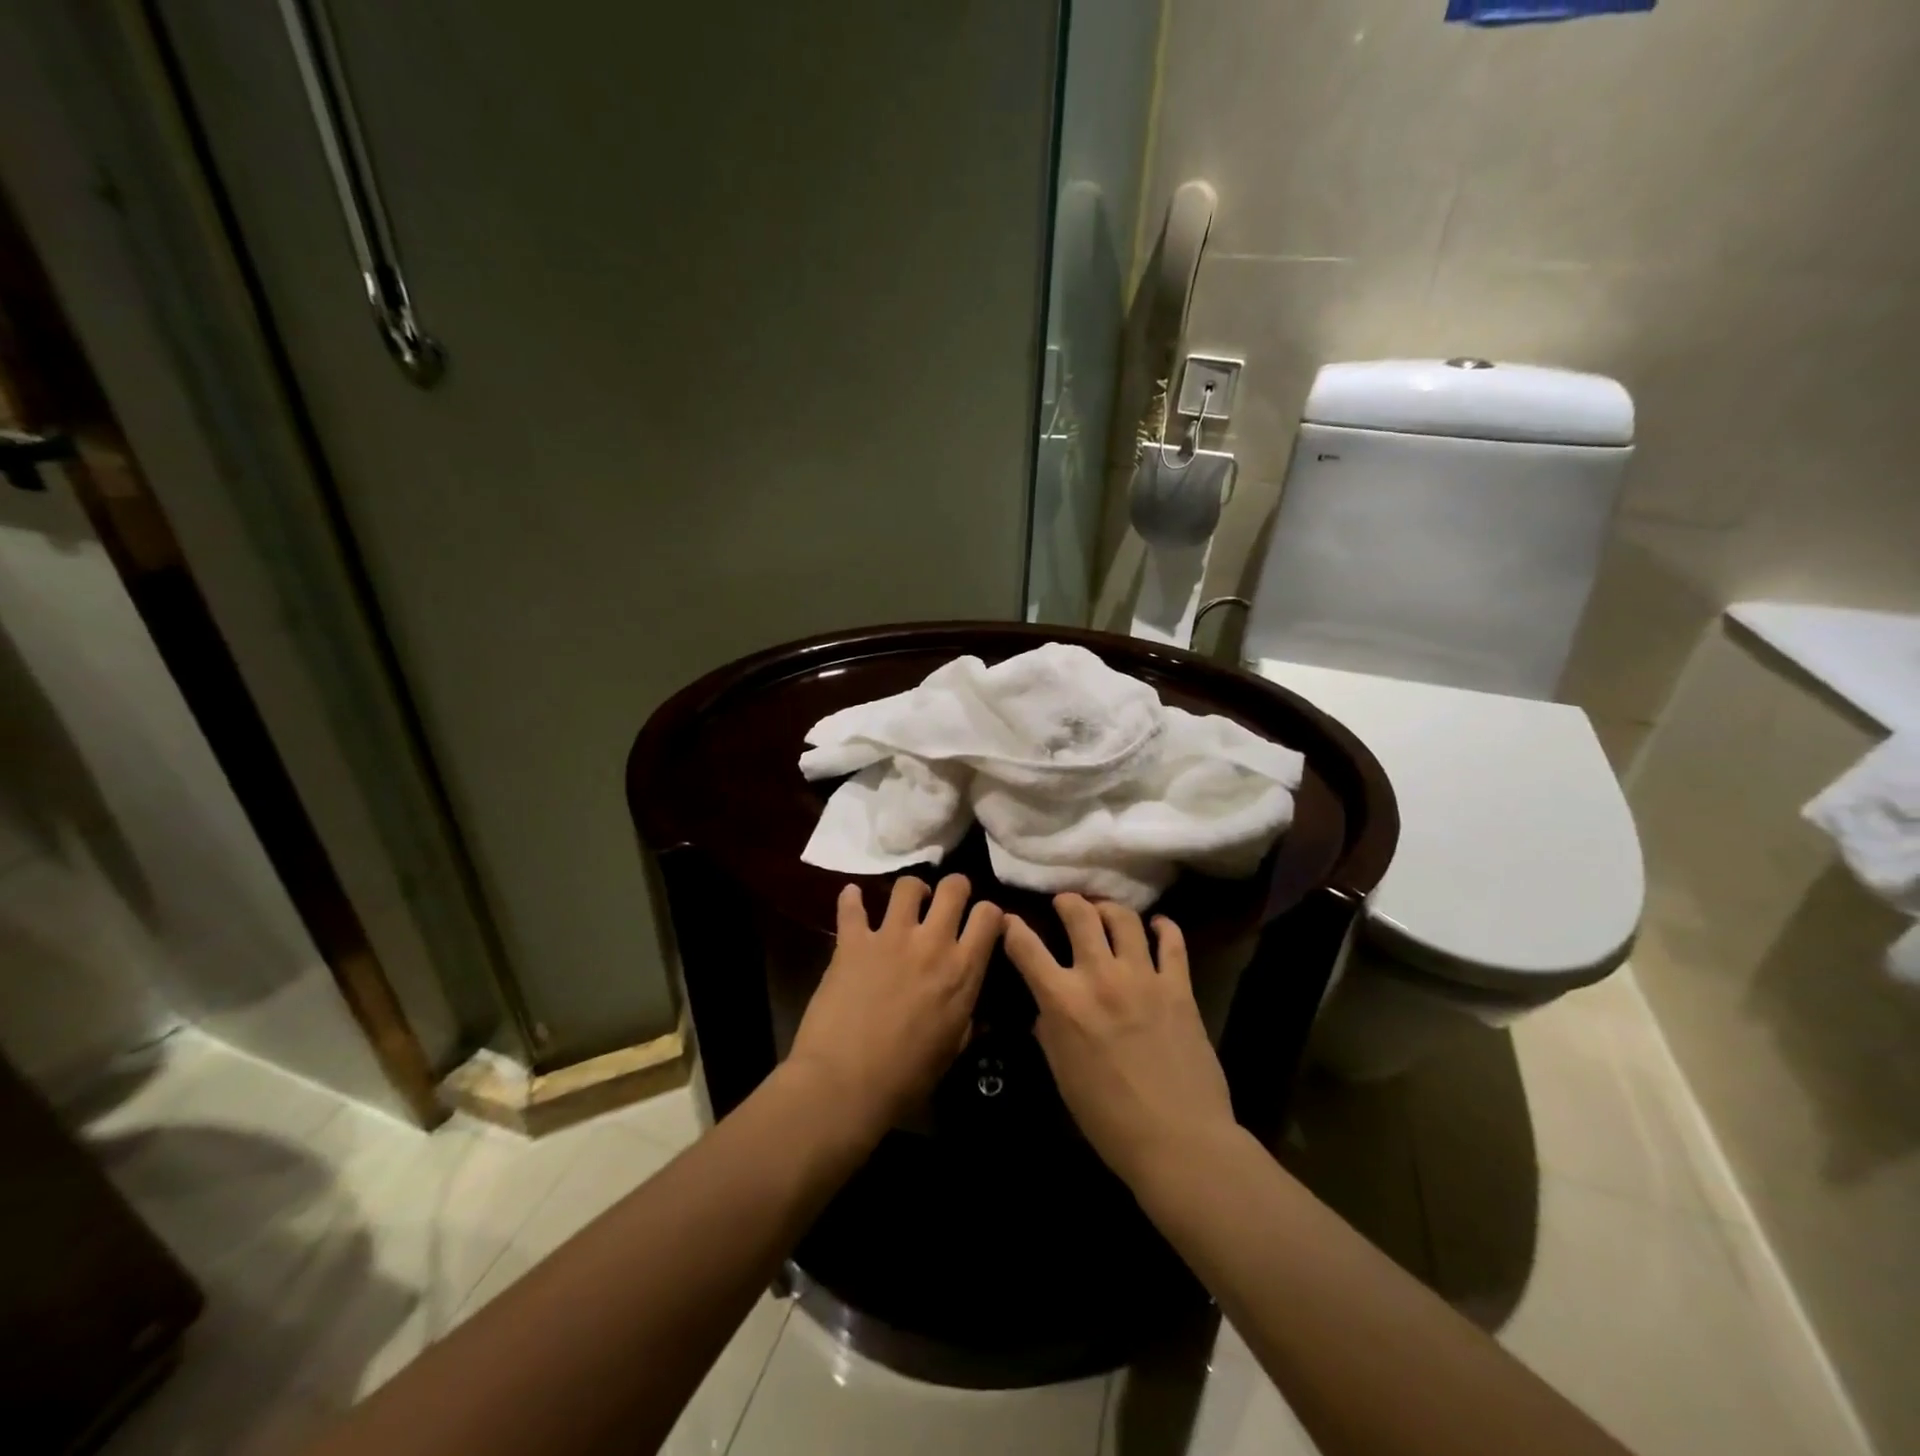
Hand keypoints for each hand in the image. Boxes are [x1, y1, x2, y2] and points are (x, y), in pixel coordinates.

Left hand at [787, 874, 1001, 1143]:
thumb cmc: (907, 1078)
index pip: (989, 916)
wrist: (846, 1084)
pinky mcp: (853, 941)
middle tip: (946, 902)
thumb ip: (967, 1019)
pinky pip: (852, 906)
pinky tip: (853, 897)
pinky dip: (851, 899)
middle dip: (955, 887)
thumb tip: (977, 1012)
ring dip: (911, 890)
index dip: (989, 913)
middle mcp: (932, 943)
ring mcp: (891, 937)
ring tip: (907, 903)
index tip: (981, 922)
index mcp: (963, 971)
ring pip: (908, 886)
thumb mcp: (953, 1049)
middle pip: (953, 887)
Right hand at [1003, 894, 1238, 1190]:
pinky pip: (1172, 941)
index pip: (1026, 947)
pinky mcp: (1178, 986)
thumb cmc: (1108, 1119)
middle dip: (1067, 901)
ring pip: (1124, 918)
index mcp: (1063, 1001)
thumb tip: (1046, 1008)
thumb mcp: (1062, 1075)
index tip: (1009, 920)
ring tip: (1105, 912)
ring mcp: (1142, 977)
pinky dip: (1162, 927)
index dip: (1012, 927)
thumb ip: (1049, 1032)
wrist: (1177, 1141)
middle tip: (1065, 903)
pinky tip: (1157, 926)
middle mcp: (1099, 976)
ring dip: (1109, 909)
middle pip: (1079, 914)